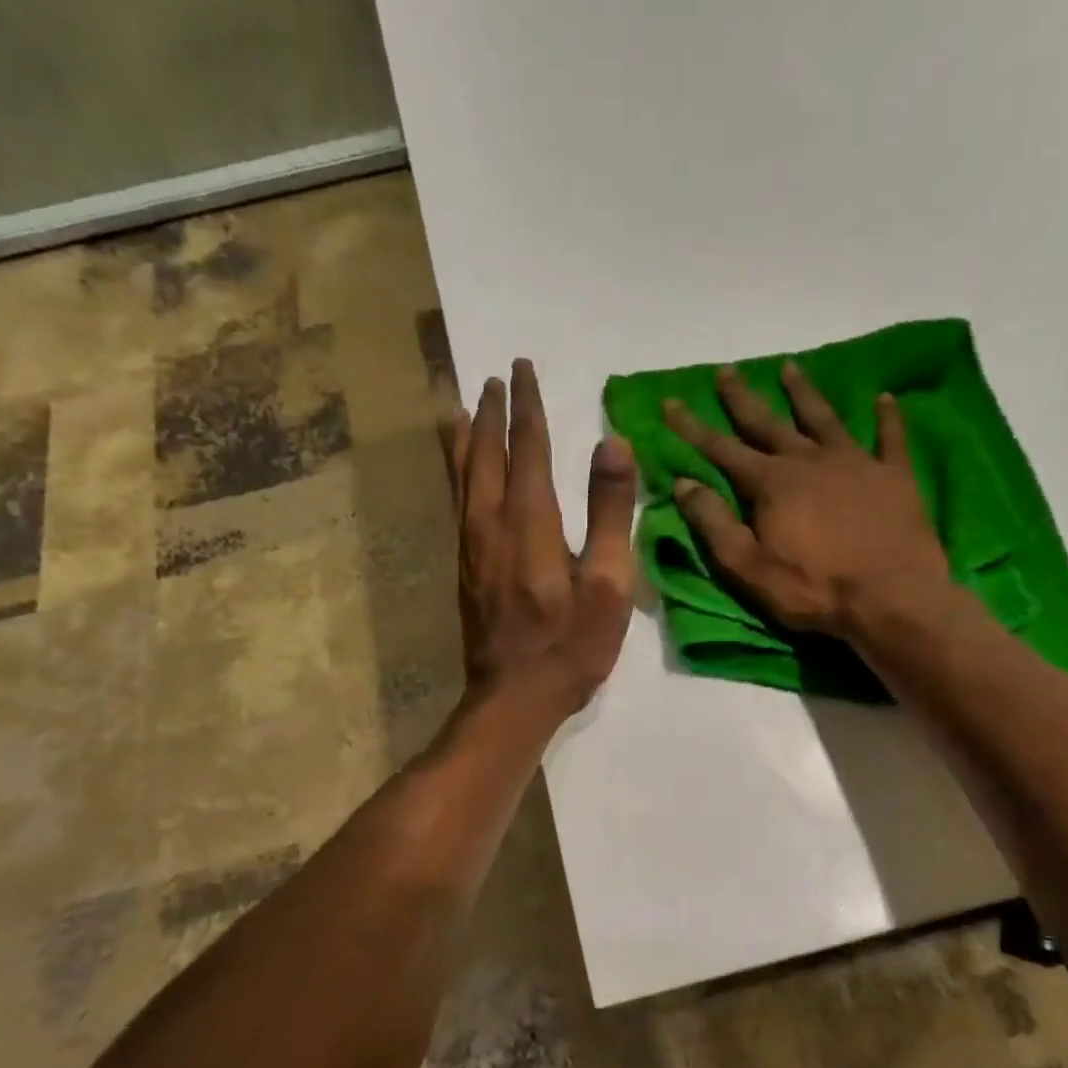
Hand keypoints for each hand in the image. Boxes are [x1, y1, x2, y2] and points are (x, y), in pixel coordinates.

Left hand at [444, 359, 637, 717]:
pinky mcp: (464, 568)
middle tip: (497, 378)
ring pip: (463, 475)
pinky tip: (458, 469)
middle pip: (488, 454)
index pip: (529, 448)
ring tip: (464, 407)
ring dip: (467, 437)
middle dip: (493, 412)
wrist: (513, 698)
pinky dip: (456, 472)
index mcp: (531, 522)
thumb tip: (612, 443)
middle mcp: (492, 523)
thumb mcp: (608, 584)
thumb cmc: (571, 645)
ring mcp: (471, 546)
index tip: (525, 369)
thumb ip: (611, 512)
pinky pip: (457, 503)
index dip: (528, 407)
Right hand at [665, 361, 962, 641]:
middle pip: (768, 422)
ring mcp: (855, 463)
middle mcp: (809, 460)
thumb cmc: (812, 589)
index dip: (692, 426)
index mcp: (771, 483)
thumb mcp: (747, 566)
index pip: (721, 448)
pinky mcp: (894, 476)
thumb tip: (684, 484)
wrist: (891, 598)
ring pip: (824, 418)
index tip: (671, 401)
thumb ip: (714, 523)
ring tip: (790, 367)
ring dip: (804, 393)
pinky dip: (887, 417)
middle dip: (742, 398)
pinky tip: (884, 398)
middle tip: (727, 370)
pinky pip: (890, 438)